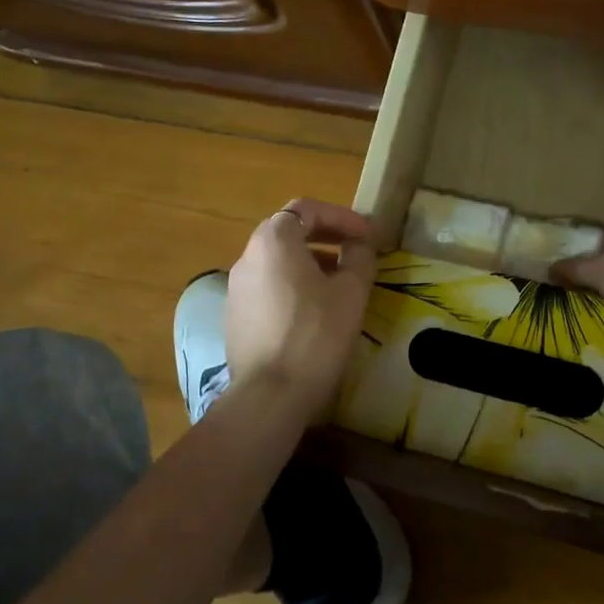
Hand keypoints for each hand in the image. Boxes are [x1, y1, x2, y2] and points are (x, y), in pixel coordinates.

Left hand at [224, 198, 376, 414]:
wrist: (270, 394)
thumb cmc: (315, 335)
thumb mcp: (351, 292)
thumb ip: (359, 257)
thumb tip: (359, 245)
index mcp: (274, 241)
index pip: (307, 209)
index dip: (342, 217)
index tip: (368, 236)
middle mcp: (248, 256)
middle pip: (288, 231)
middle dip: (325, 236)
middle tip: (356, 251)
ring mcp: (236, 287)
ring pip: (277, 260)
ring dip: (310, 261)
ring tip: (339, 282)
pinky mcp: (235, 316)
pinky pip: (267, 286)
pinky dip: (292, 285)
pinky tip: (314, 310)